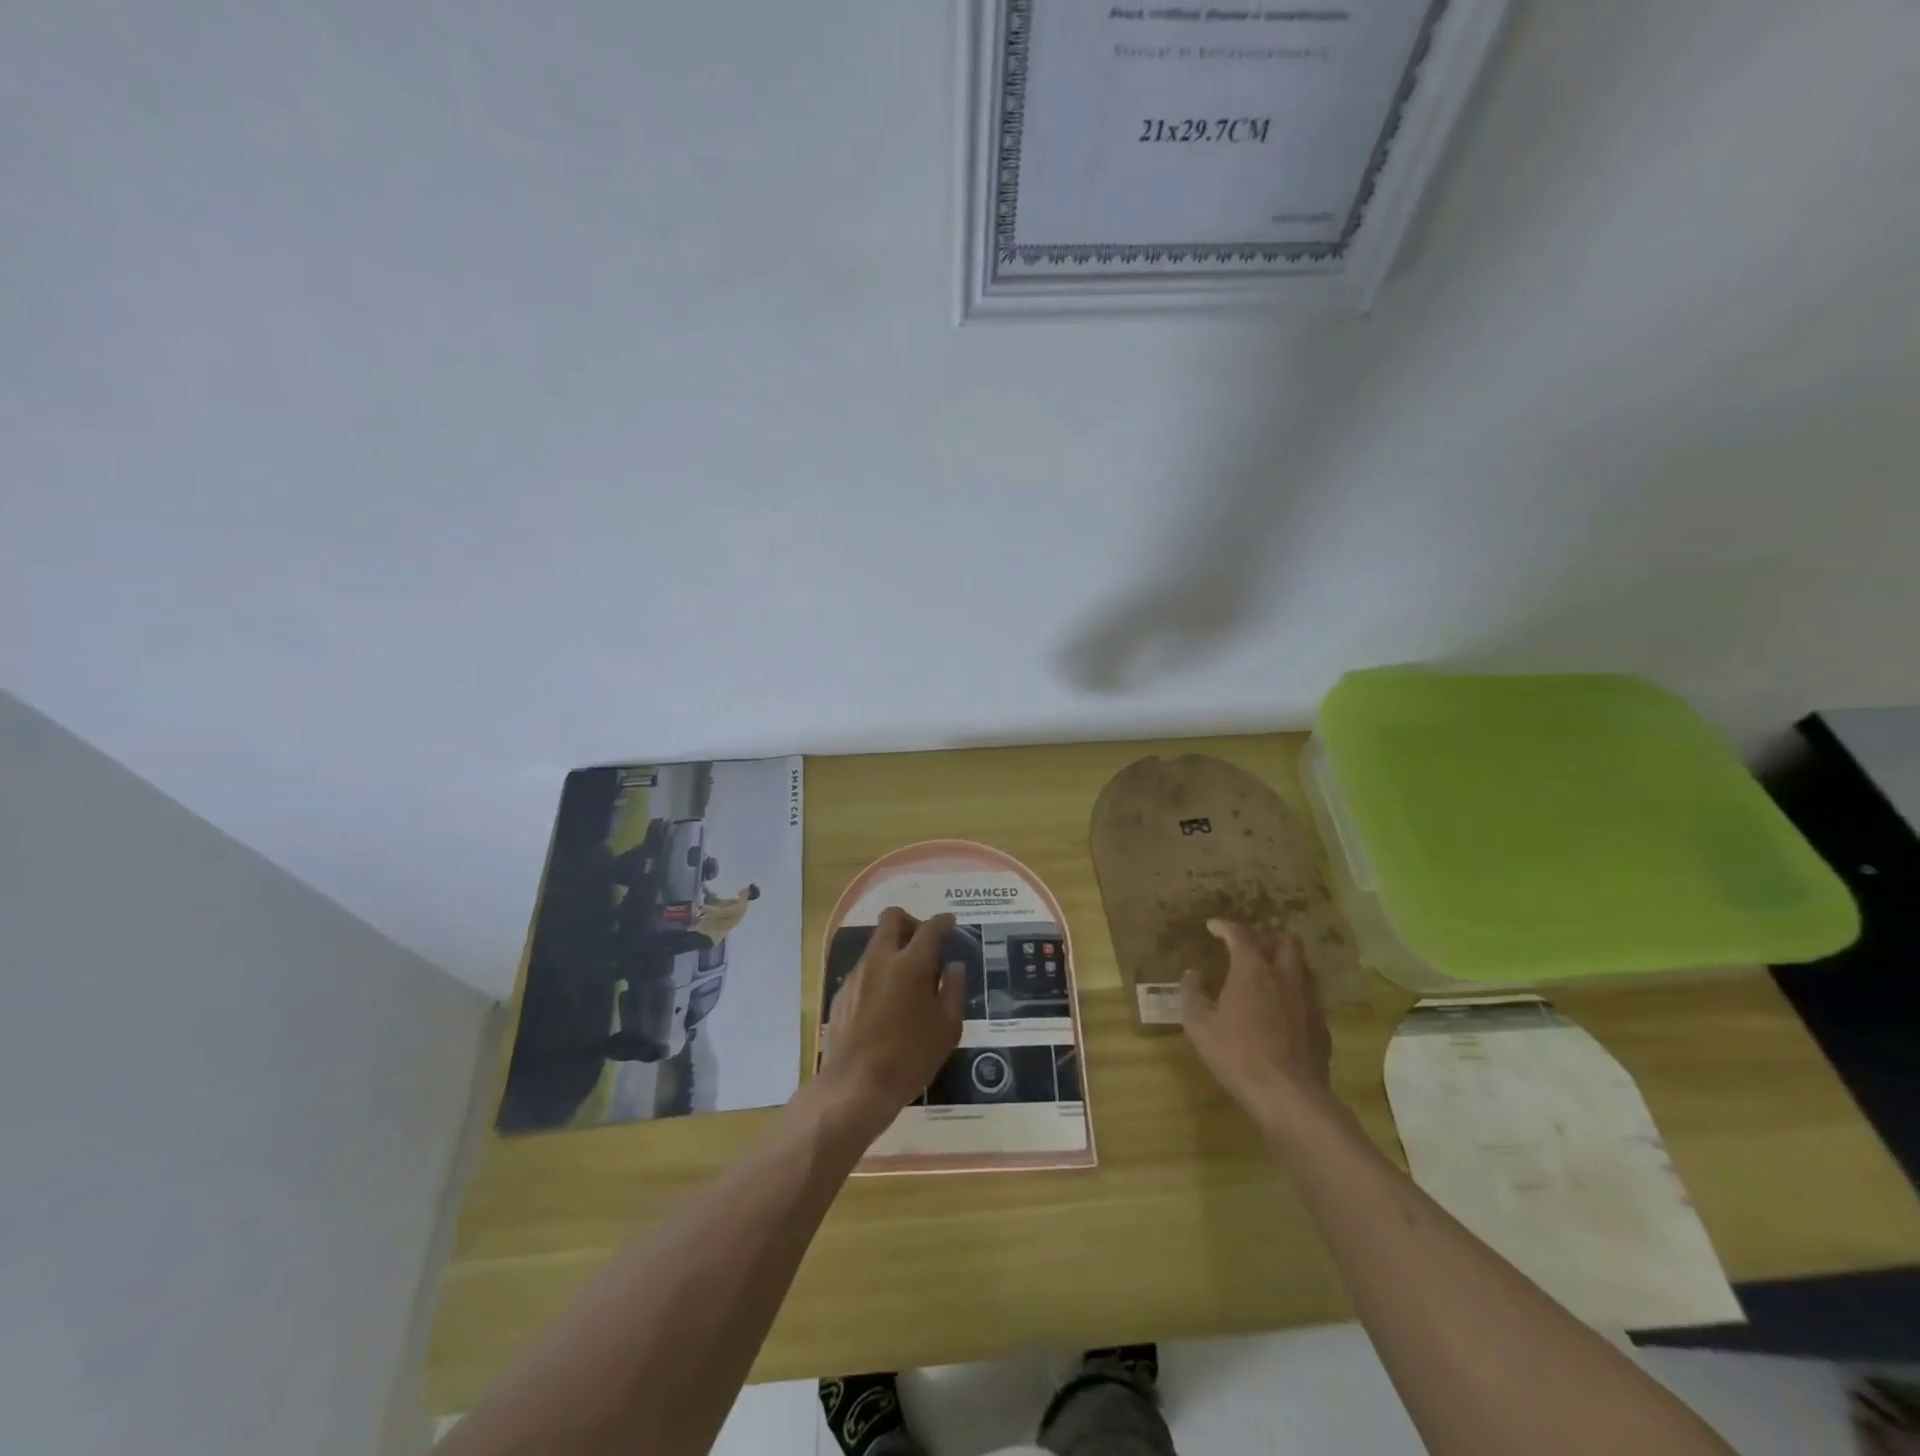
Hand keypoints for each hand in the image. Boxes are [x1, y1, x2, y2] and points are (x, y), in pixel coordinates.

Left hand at [818, 908, 964, 1134]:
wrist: (856, 1085)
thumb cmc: (911, 1057)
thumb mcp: (947, 1027)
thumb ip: (954, 990)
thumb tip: (954, 967)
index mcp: (911, 963)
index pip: (930, 928)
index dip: (943, 922)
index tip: (950, 923)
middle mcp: (881, 959)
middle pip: (892, 918)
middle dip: (911, 922)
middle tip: (924, 944)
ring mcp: (857, 975)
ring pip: (876, 944)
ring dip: (893, 950)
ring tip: (907, 981)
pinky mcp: (841, 993)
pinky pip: (864, 970)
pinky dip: (879, 974)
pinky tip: (886, 1005)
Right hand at [1181, 919, 1334, 1124]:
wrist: (1289, 1096)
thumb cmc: (1237, 1054)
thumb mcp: (1199, 1025)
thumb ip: (1192, 994)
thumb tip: (1192, 974)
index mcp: (1253, 970)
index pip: (1240, 934)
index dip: (1225, 926)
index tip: (1213, 926)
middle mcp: (1285, 977)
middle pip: (1285, 942)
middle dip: (1266, 938)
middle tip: (1248, 948)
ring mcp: (1309, 1001)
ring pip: (1303, 967)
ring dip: (1285, 964)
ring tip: (1268, 975)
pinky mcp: (1321, 1026)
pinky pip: (1309, 997)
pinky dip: (1294, 993)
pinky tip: (1281, 1011)